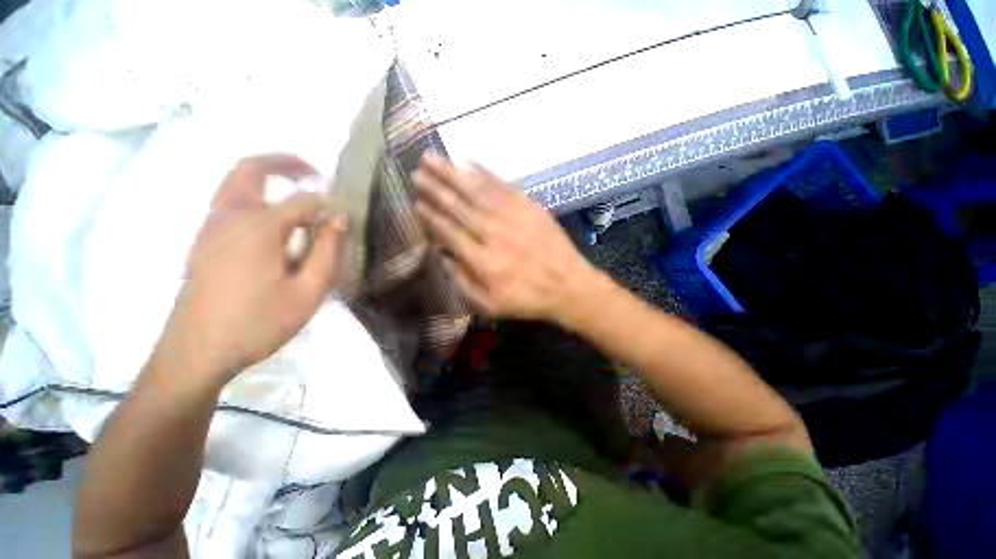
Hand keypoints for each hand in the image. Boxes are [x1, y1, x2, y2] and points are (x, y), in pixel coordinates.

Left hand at [152, 154, 346, 388]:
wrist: (195, 353)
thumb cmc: (257, 323)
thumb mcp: (308, 292)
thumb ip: (327, 251)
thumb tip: (338, 218)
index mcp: (258, 228)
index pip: (303, 201)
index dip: (328, 205)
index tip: (345, 218)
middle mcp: (229, 217)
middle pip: (251, 169)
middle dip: (284, 163)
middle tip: (313, 172)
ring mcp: (210, 228)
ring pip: (234, 183)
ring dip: (266, 177)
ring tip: (297, 191)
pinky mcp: (203, 242)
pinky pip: (228, 203)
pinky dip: (253, 196)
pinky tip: (273, 222)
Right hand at [413, 153, 597, 322]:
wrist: (568, 286)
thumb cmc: (527, 299)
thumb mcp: (489, 306)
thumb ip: (462, 283)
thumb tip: (443, 257)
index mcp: (482, 261)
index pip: (449, 232)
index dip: (431, 217)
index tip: (417, 203)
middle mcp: (493, 233)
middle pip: (458, 206)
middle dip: (435, 188)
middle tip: (417, 171)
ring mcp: (512, 216)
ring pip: (476, 191)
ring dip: (452, 173)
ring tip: (433, 157)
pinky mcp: (529, 206)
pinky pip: (502, 185)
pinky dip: (484, 172)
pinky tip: (469, 161)